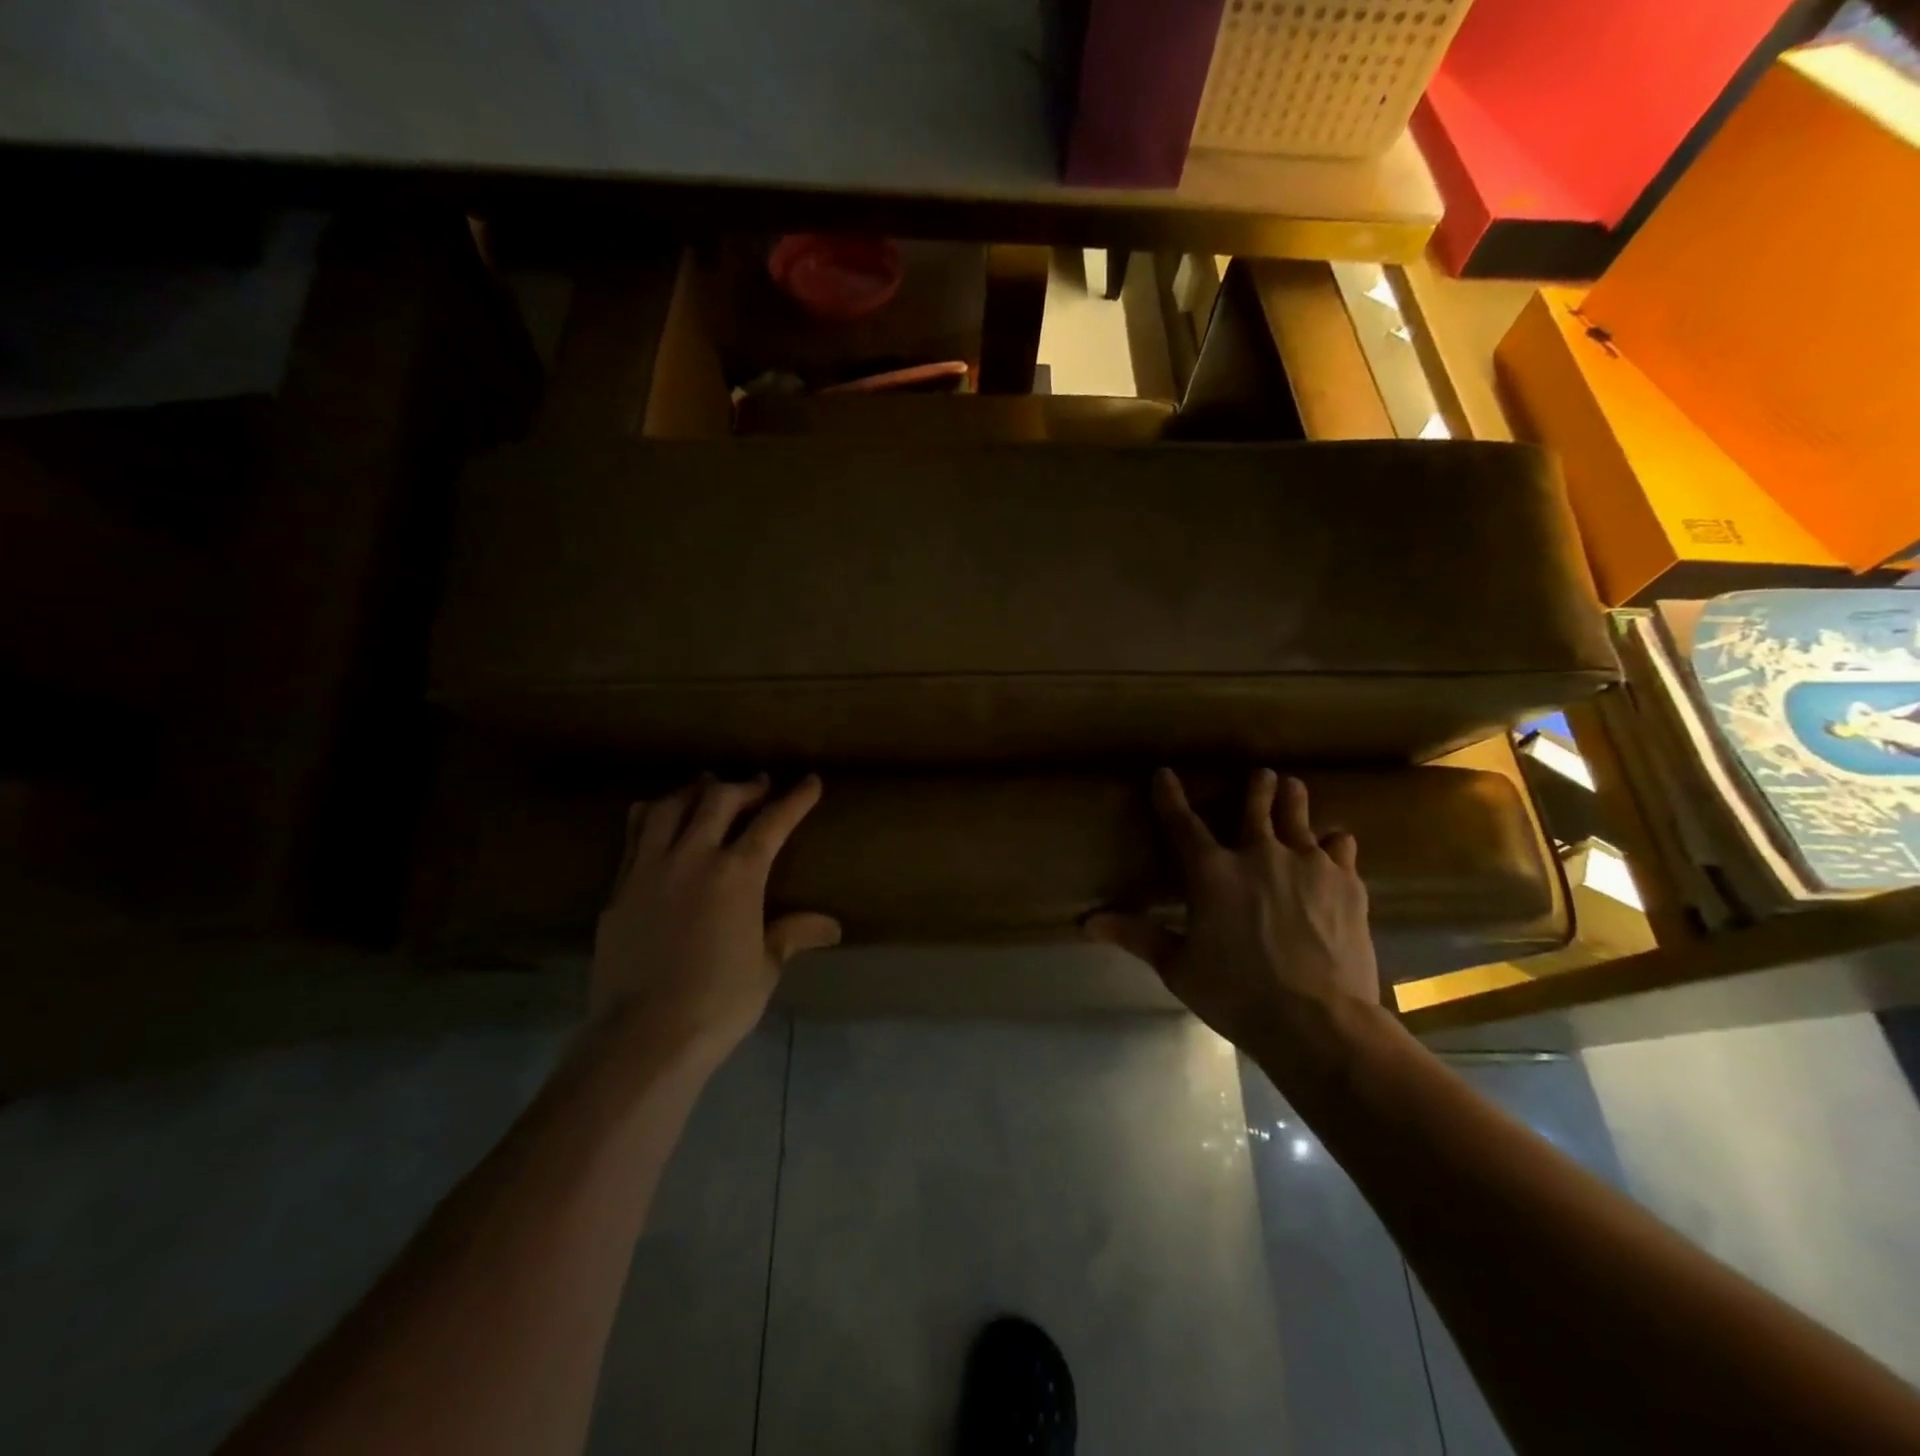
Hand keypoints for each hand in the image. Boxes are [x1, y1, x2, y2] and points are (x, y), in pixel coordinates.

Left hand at [592, 774, 840, 1061]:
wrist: (643, 1036)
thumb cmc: (717, 1003)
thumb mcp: (765, 967)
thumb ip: (792, 934)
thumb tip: (832, 927)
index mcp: (737, 874)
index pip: (772, 822)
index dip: (795, 799)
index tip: (810, 781)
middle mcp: (692, 858)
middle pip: (718, 800)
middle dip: (744, 787)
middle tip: (758, 787)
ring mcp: (649, 869)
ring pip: (669, 807)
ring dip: (693, 792)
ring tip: (706, 790)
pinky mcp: (618, 889)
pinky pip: (635, 836)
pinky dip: (653, 816)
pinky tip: (659, 821)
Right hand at [1086, 768, 1378, 1052]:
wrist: (1319, 1022)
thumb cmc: (1237, 995)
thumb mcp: (1178, 968)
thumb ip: (1138, 936)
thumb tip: (1088, 922)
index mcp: (1211, 873)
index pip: (1183, 824)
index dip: (1170, 797)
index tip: (1164, 774)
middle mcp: (1259, 855)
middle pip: (1256, 808)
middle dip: (1257, 787)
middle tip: (1262, 773)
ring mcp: (1308, 865)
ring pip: (1299, 818)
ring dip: (1294, 801)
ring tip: (1294, 787)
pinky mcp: (1346, 883)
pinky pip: (1341, 848)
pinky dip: (1335, 844)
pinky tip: (1337, 842)